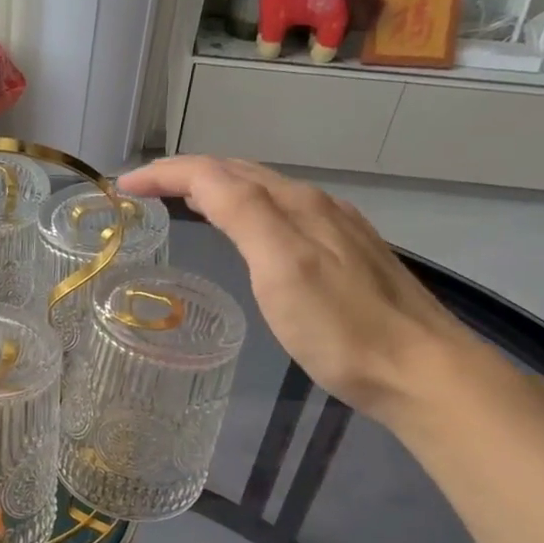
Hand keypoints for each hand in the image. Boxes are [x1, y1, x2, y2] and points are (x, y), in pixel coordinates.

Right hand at [120, 155, 472, 420]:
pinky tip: (246, 231)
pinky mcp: (347, 253)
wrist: (420, 370)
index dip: (166, 173)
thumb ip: (244, 215)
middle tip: (146, 192)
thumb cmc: (341, 329)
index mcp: (292, 206)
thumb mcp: (282, 269)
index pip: (215, 172)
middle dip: (187, 174)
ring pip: (262, 191)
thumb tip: (202, 177)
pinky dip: (246, 210)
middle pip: (239, 173)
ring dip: (216, 188)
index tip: (123, 186)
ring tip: (183, 204)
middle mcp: (313, 205)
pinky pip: (282, 213)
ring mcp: (335, 228)